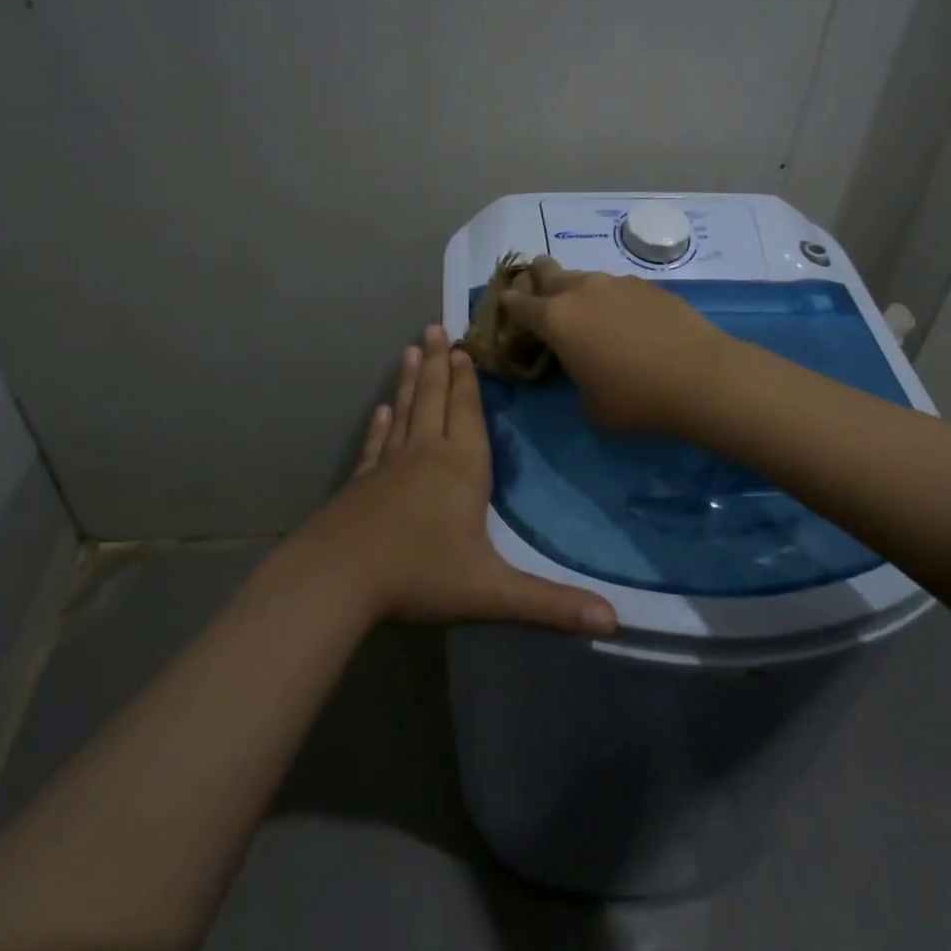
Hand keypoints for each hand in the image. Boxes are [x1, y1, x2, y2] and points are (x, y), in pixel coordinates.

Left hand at [296, 325, 617, 636]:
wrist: (337, 581)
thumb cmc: (420, 575)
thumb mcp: (492, 592)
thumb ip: (551, 604)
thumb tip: (614, 623)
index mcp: (461, 468)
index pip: (468, 414)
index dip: (468, 381)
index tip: (463, 347)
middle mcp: (426, 456)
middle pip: (434, 400)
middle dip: (438, 365)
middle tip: (434, 328)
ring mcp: (388, 467)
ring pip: (404, 413)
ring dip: (408, 381)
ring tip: (410, 349)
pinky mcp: (360, 484)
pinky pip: (376, 445)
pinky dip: (380, 425)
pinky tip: (379, 411)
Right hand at [500, 258, 736, 434]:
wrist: (701, 377)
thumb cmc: (635, 398)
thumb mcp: (590, 406)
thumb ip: (575, 380)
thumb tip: (583, 370)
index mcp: (556, 318)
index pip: (519, 304)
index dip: (509, 305)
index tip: (505, 306)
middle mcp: (582, 290)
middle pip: (549, 272)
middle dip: (539, 278)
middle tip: (539, 288)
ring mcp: (618, 283)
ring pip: (586, 278)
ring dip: (578, 290)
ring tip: (589, 312)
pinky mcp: (649, 285)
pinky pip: (618, 288)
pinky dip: (612, 299)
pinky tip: (627, 321)